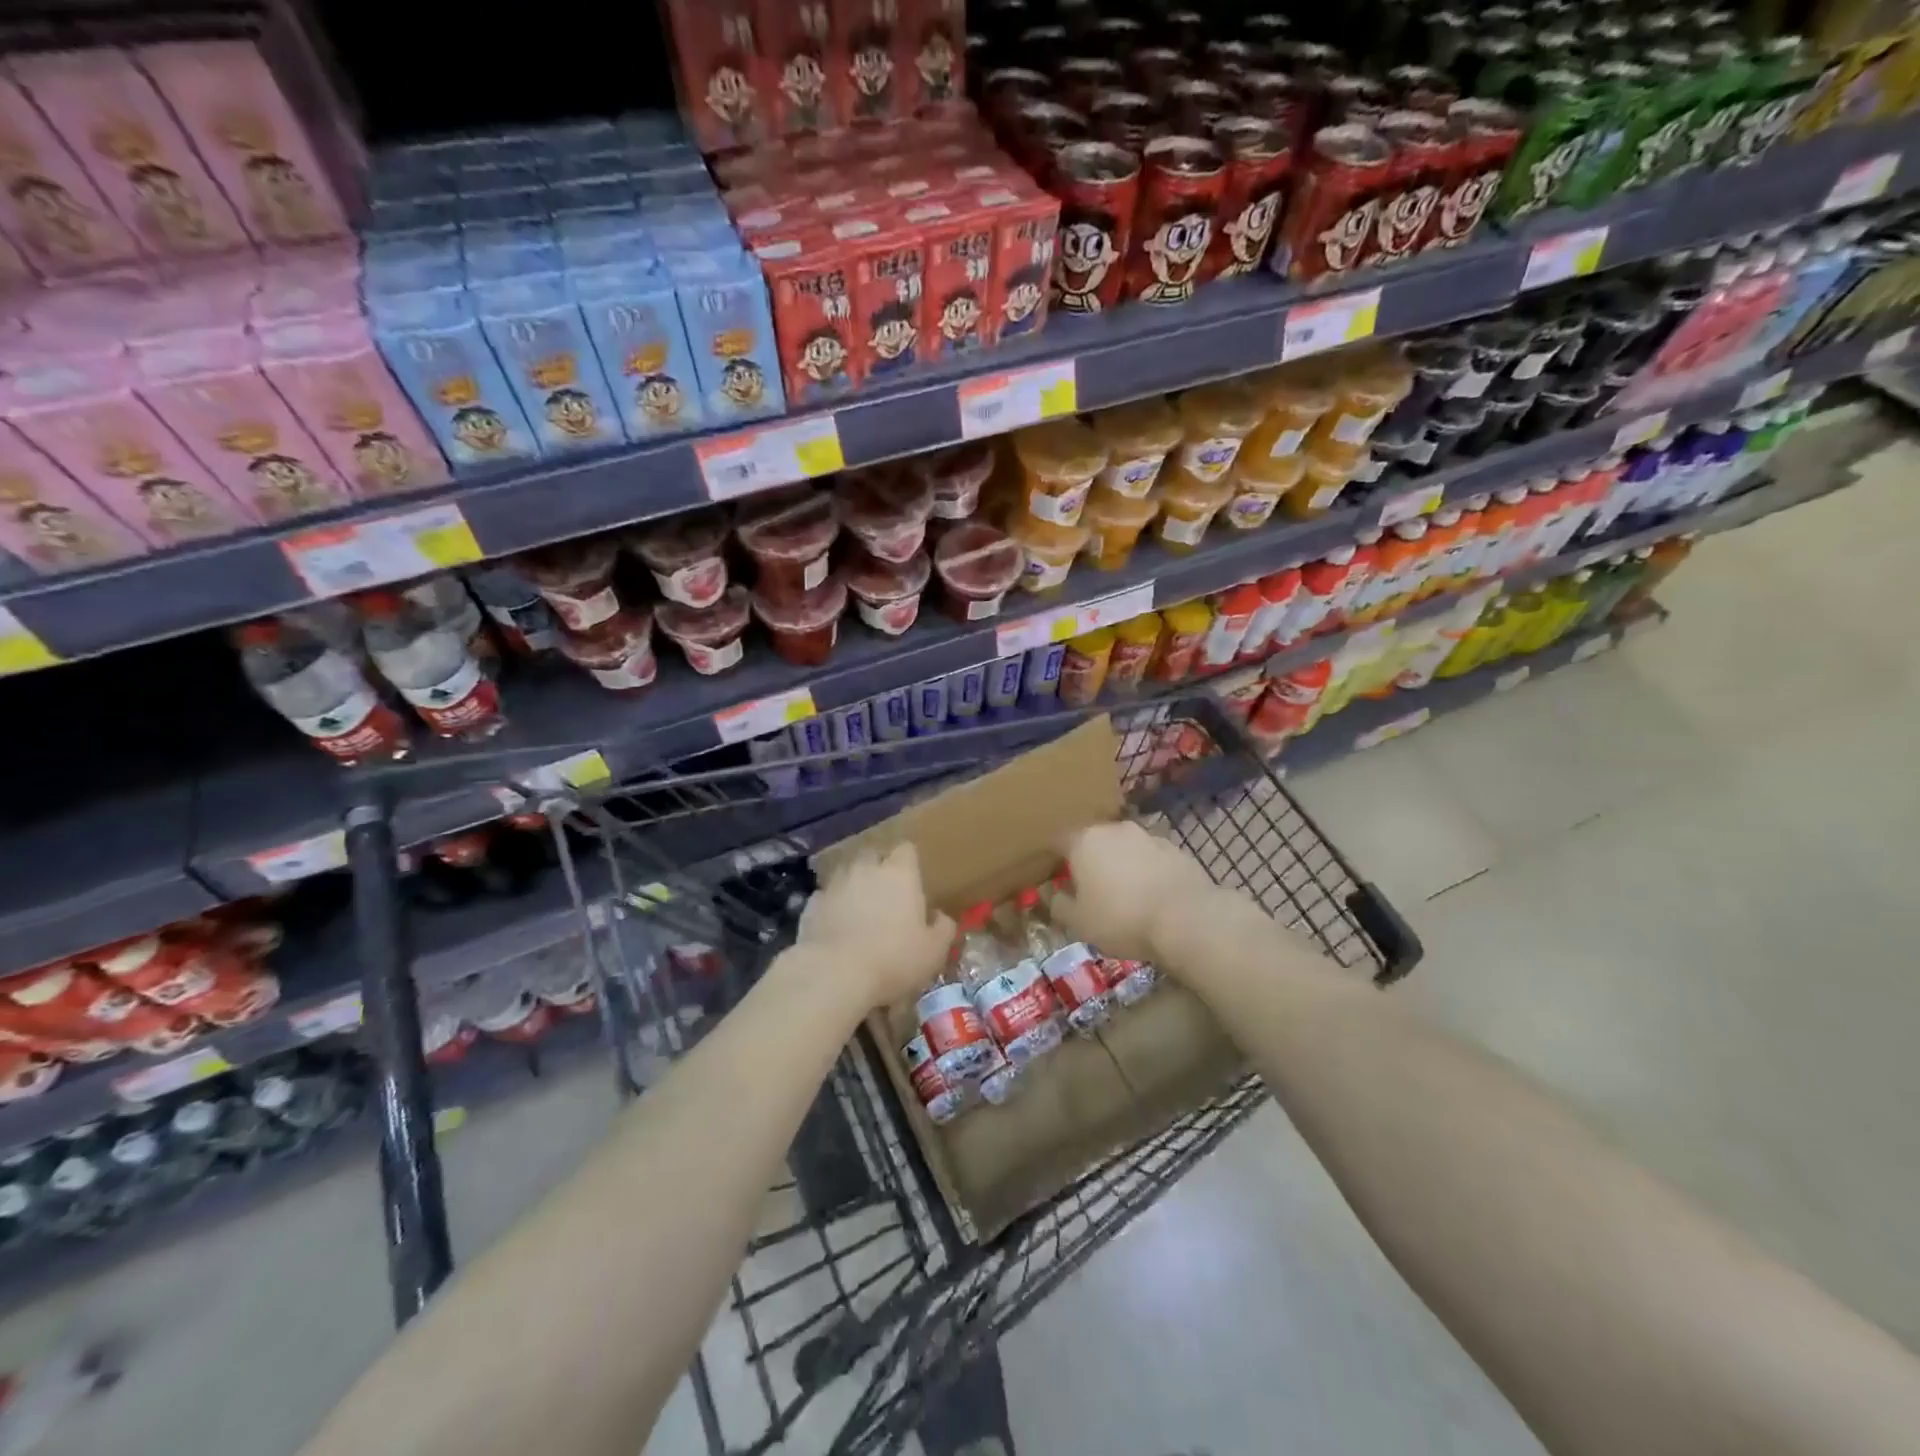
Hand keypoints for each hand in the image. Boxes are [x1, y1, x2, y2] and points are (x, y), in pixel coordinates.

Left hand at [795, 844, 955, 1010]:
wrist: (835, 974)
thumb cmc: (894, 958)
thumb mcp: (933, 950)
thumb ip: (943, 928)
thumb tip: (940, 917)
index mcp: (900, 873)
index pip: (906, 850)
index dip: (909, 863)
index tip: (912, 882)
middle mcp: (866, 869)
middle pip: (873, 856)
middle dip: (878, 870)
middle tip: (886, 897)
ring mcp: (835, 884)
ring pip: (847, 875)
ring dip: (854, 888)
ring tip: (858, 914)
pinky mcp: (811, 904)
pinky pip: (826, 898)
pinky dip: (831, 908)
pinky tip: (836, 929)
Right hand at [1049, 821, 1217, 962]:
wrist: (1186, 919)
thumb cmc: (1121, 918)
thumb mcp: (1079, 922)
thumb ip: (1059, 905)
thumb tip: (1050, 893)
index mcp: (1084, 841)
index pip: (1059, 840)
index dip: (1054, 857)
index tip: (1055, 875)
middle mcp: (1114, 829)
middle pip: (1094, 840)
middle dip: (1090, 860)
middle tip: (1089, 887)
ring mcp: (1148, 836)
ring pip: (1124, 848)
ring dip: (1120, 864)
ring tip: (1124, 894)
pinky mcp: (1175, 849)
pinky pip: (1150, 858)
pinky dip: (1146, 871)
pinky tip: (1151, 896)